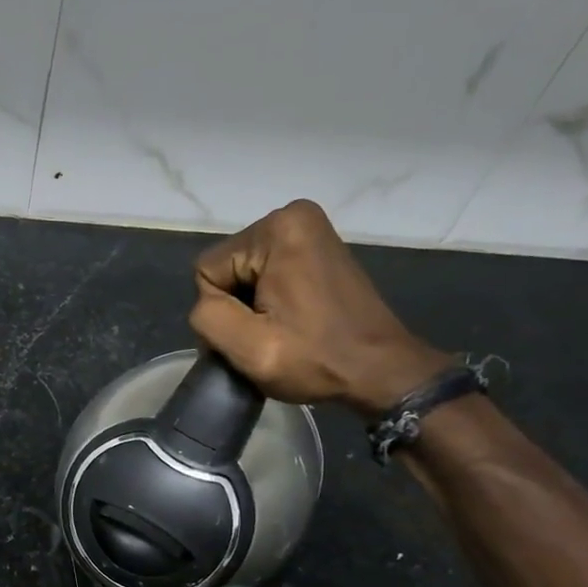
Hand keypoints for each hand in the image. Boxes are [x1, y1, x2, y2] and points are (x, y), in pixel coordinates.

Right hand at [190, 200, 448, 415]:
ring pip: (243, 274)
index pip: (207, 271)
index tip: (255, 334)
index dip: (221, 310)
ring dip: (252, 306)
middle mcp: (292, 216)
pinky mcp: (316, 247)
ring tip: (282, 330)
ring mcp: (308, 229)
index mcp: (277, 229)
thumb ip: (207, 317)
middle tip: (268, 336)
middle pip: (227, 268)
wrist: (381, 370)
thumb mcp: (249, 348)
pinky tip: (291, 320)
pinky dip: (270, 299)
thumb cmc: (317, 359)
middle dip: (237, 305)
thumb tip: (207, 305)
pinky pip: (266, 272)